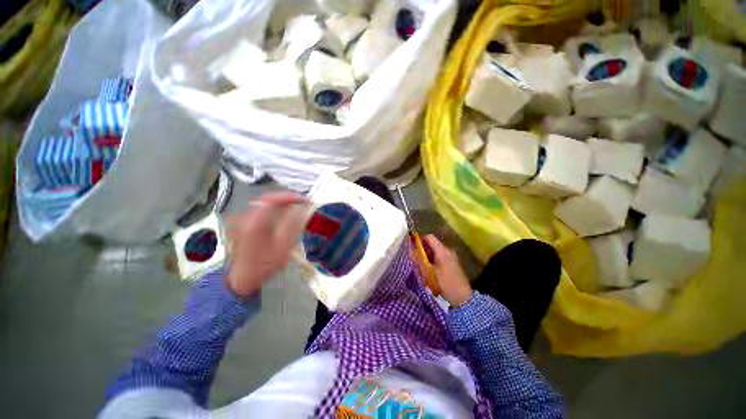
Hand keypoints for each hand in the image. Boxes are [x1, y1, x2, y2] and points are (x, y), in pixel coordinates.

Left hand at [226, 193, 307, 297]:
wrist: (241, 278)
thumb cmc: (263, 266)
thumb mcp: (281, 249)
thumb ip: (291, 227)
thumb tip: (301, 210)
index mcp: (255, 223)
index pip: (273, 199)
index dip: (290, 197)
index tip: (304, 200)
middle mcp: (246, 217)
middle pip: (269, 199)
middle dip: (287, 199)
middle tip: (303, 203)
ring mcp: (243, 219)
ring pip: (265, 203)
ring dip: (281, 203)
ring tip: (296, 207)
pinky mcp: (244, 223)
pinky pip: (262, 209)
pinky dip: (275, 208)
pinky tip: (283, 214)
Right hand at [419, 235, 472, 306]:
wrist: (463, 297)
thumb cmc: (445, 283)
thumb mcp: (429, 272)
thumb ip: (418, 259)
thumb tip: (409, 249)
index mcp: (442, 250)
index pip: (429, 237)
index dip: (420, 240)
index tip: (412, 247)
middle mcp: (447, 251)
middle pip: (432, 245)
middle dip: (422, 251)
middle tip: (416, 261)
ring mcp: (451, 257)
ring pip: (435, 252)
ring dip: (427, 258)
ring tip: (422, 269)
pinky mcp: (452, 263)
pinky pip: (439, 258)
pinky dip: (433, 262)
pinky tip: (430, 273)